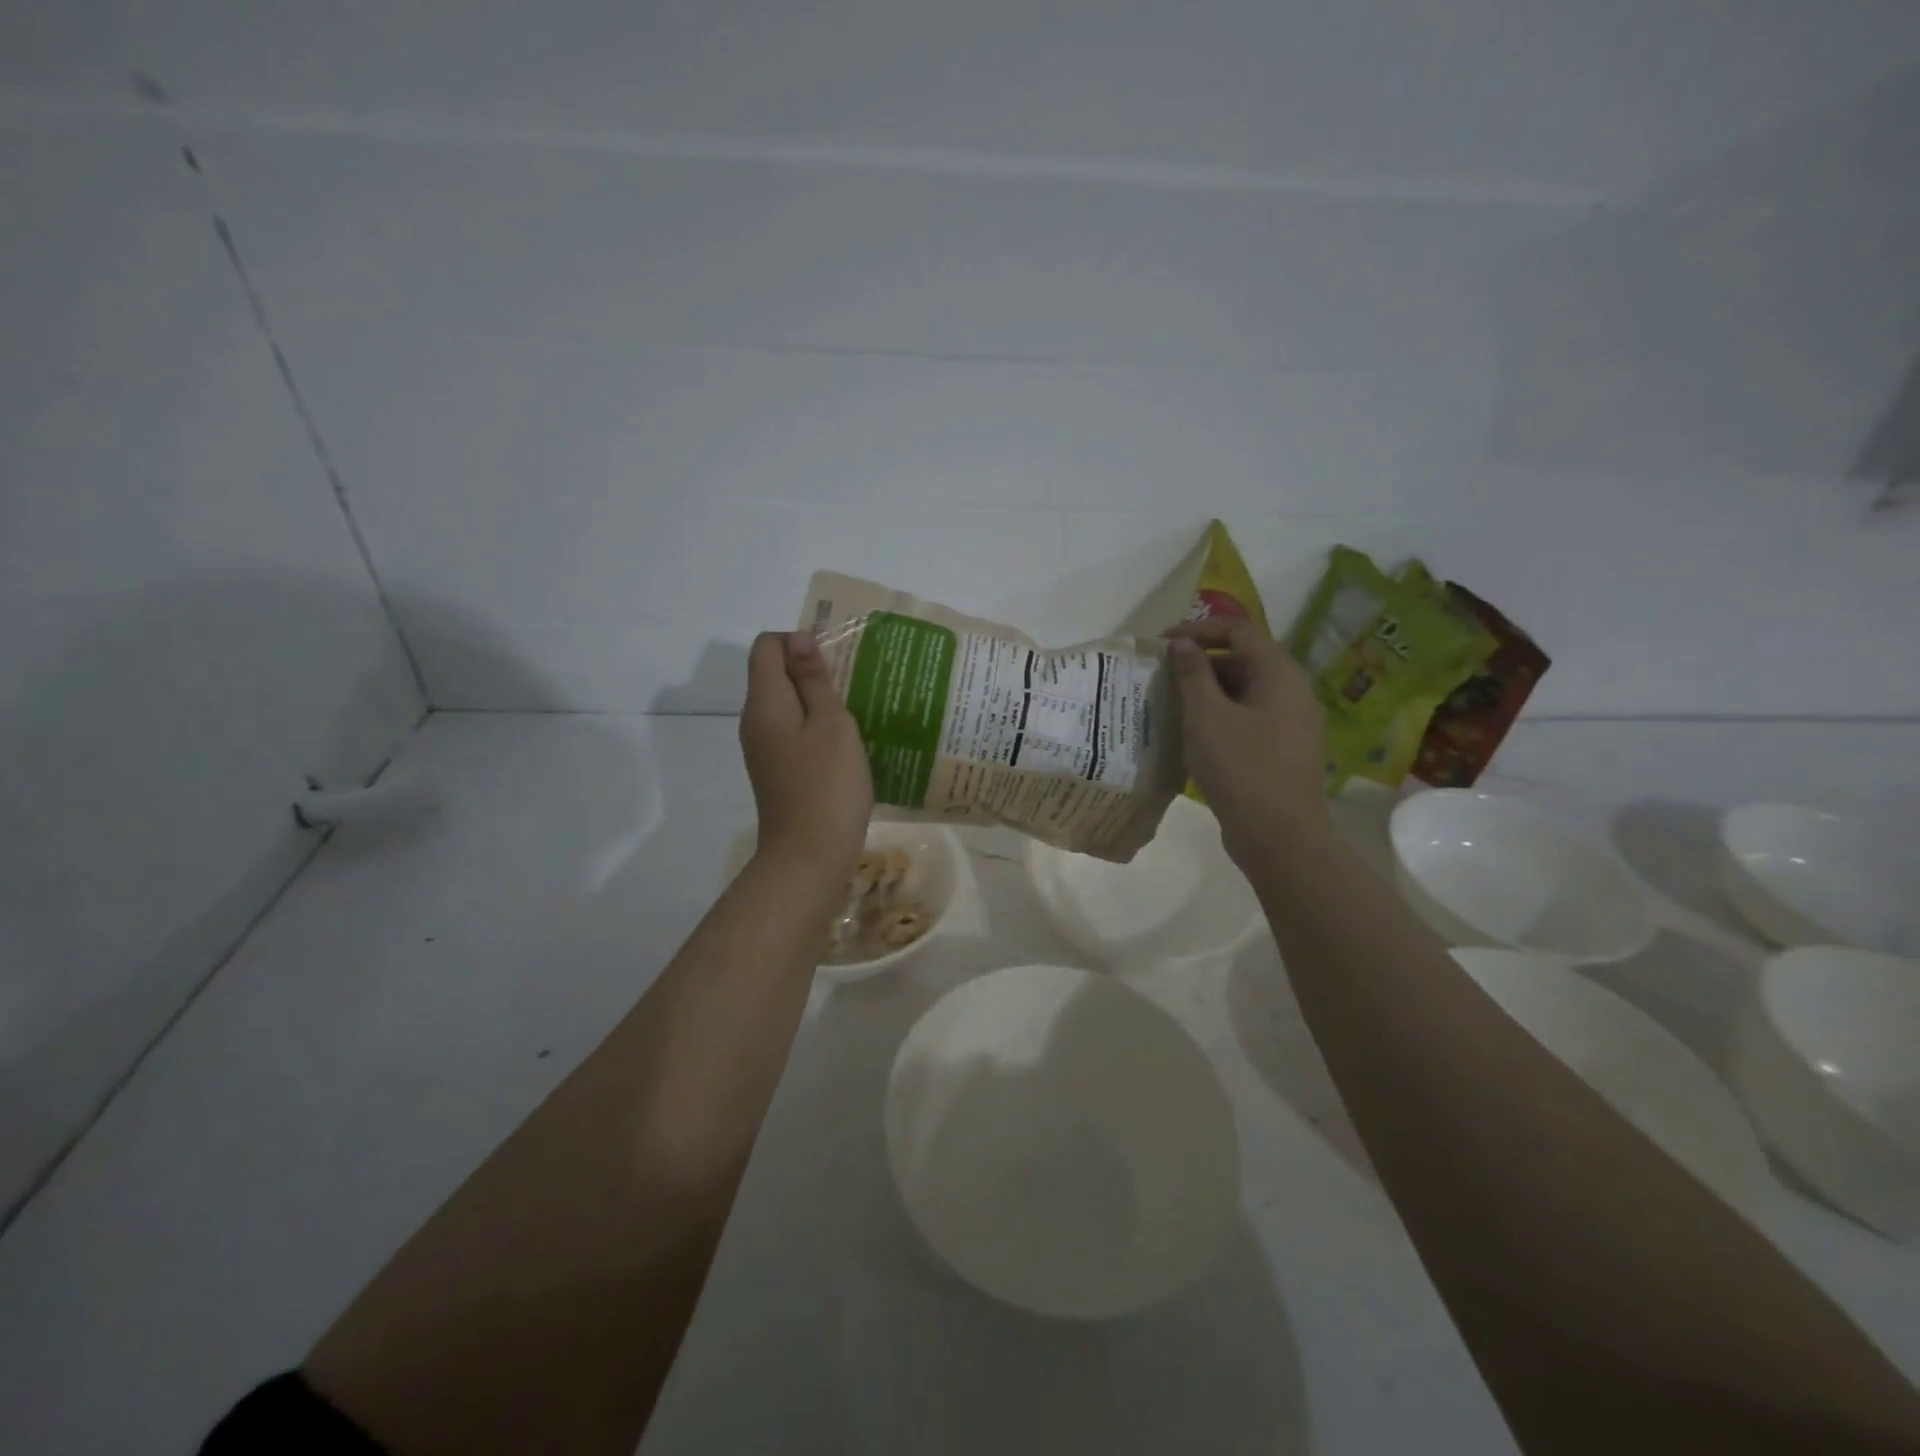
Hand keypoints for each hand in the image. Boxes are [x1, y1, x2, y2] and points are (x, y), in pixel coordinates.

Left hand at [740, 631, 873, 876]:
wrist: (809, 857)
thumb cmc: (827, 785)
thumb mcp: (832, 724)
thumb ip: (814, 680)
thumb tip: (797, 640)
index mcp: (765, 703)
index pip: (766, 647)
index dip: (798, 642)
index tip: (835, 661)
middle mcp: (755, 721)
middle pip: (773, 675)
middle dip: (811, 670)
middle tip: (853, 685)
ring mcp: (764, 750)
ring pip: (785, 705)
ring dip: (816, 700)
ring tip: (856, 712)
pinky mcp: (776, 771)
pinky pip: (791, 733)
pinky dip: (814, 727)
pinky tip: (845, 744)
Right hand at [1165, 619, 1328, 864]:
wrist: (1280, 837)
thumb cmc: (1241, 768)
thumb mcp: (1206, 716)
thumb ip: (1192, 674)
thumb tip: (1182, 643)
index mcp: (1279, 674)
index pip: (1239, 630)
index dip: (1199, 630)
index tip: (1162, 644)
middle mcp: (1292, 691)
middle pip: (1243, 660)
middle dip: (1200, 664)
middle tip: (1162, 679)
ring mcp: (1290, 723)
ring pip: (1244, 692)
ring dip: (1206, 693)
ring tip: (1170, 707)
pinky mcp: (1282, 750)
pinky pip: (1248, 719)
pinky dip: (1219, 718)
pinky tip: (1192, 736)